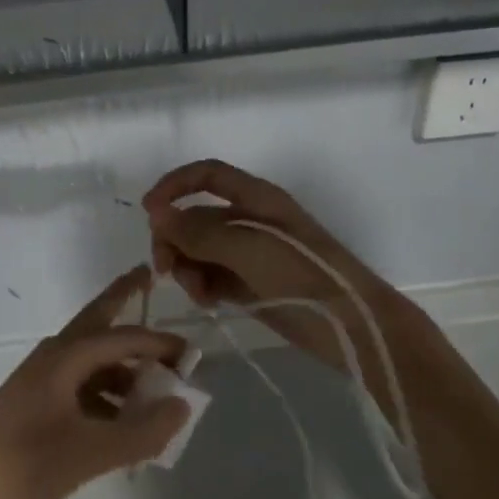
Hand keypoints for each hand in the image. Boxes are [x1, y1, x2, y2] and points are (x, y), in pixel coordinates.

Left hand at [0, 267, 190, 498]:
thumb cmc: (24, 463)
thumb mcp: (91, 452)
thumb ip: (141, 431)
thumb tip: (183, 405)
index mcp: (65, 356)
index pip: (122, 336)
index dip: (159, 343)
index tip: (192, 353)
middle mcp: (54, 358)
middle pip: (97, 320)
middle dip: (122, 299)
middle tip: (147, 277)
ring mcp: (42, 381)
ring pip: (91, 359)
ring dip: (122, 364)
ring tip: (155, 387)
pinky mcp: (36, 405)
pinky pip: (81, 386)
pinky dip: (107, 394)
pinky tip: (123, 422)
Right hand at [143, 159, 408, 381]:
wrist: (350, 324)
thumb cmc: (301, 274)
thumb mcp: (247, 248)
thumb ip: (199, 232)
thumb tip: (156, 214)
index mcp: (255, 198)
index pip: (206, 175)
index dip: (174, 185)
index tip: (148, 211)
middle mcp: (249, 220)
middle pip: (196, 216)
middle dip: (176, 238)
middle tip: (165, 269)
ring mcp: (249, 254)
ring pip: (200, 250)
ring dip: (188, 266)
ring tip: (196, 291)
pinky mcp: (250, 284)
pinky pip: (212, 276)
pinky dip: (203, 285)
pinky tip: (207, 302)